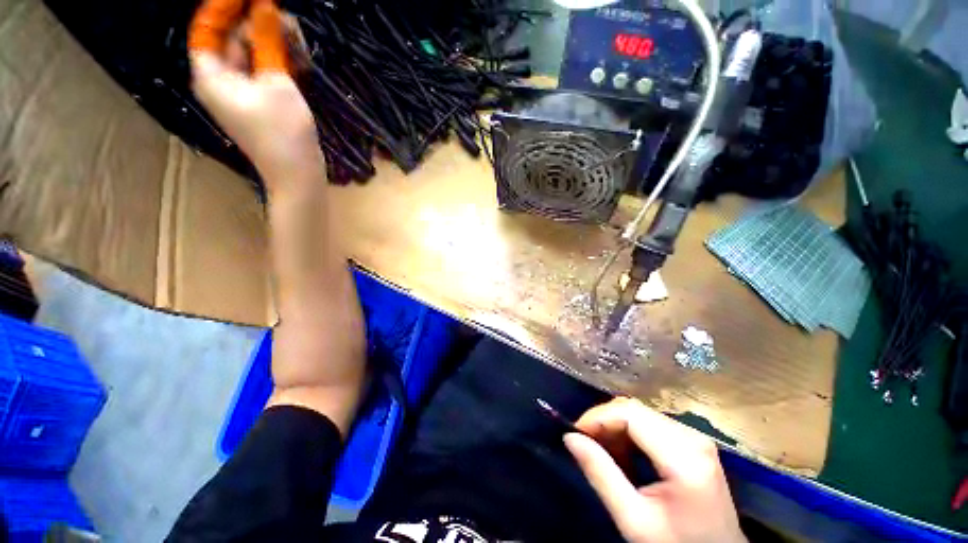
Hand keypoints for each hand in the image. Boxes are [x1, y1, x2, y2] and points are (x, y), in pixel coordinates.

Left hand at [189, 0, 322, 189]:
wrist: (298, 175)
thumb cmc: (283, 133)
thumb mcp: (276, 83)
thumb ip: (267, 42)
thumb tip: (264, 5)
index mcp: (211, 74)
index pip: (206, 27)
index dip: (224, 6)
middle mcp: (221, 79)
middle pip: (231, 37)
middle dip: (258, 24)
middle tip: (288, 18)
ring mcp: (242, 91)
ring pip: (252, 53)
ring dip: (274, 43)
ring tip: (300, 41)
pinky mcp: (261, 100)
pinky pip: (264, 70)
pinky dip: (279, 61)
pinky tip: (299, 59)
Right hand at [564, 398, 745, 542]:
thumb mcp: (634, 520)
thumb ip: (601, 475)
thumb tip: (569, 438)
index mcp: (684, 457)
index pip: (630, 414)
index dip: (597, 416)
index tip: (575, 433)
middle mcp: (693, 437)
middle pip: (635, 410)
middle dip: (604, 421)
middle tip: (585, 444)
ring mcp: (695, 437)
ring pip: (640, 414)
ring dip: (614, 427)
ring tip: (602, 453)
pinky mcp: (692, 441)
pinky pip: (650, 423)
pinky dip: (629, 433)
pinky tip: (623, 455)